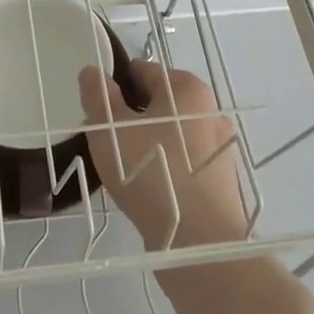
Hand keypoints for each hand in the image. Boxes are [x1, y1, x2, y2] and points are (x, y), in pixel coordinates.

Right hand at [80, 60, 247, 250]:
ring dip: (145, 144)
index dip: (114, 87)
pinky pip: (183, 162)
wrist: (199, 242)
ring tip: (121, 170)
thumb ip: (98, 96)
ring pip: (170, 134)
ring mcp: (219, 146)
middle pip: (157, 103)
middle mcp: (209, 110)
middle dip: (129, 117)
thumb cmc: (151, 172)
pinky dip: (163, 167)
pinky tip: (145, 190)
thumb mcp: (110, 129)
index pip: (142, 71)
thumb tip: (93, 72)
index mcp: (187, 87)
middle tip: (105, 143)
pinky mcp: (221, 180)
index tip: (96, 113)